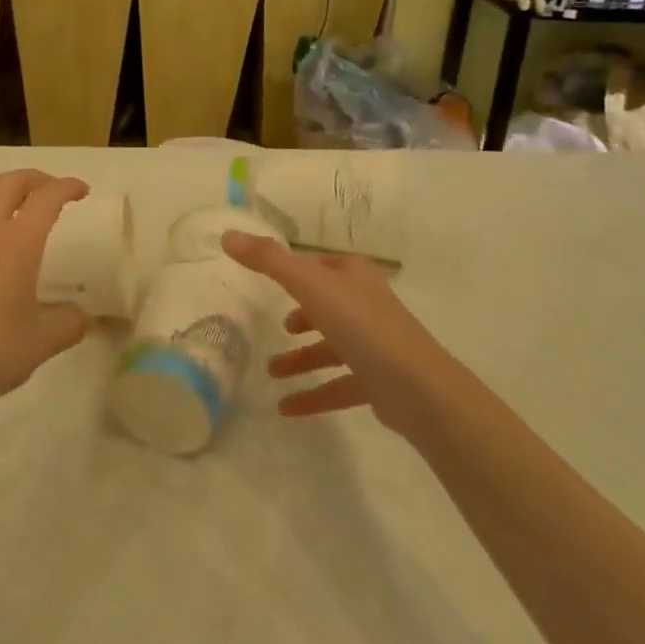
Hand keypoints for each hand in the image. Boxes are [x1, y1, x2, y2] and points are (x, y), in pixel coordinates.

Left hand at [0, 170, 91, 423]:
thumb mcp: (42, 342)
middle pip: (8, 182)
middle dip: (35, 179)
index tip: (82, 190)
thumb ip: (70, 323)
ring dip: (5, 194)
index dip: (67, 187)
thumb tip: (80, 316)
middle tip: (53, 192)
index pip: (46, 198)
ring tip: (20, 213)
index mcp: (15, 242)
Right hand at [222, 231, 453, 441]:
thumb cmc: (361, 324)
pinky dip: (313, 394)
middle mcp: (366, 304)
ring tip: (271, 371)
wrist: (417, 387)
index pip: (320, 265)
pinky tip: (286, 408)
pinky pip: (338, 385)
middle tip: (279, 327)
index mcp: (354, 275)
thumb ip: (268, 260)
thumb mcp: (308, 284)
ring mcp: (375, 344)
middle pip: (327, 305)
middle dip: (302, 316)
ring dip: (302, 359)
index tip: (271, 280)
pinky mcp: (378, 381)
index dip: (297, 271)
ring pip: (331, 347)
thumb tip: (227, 235)